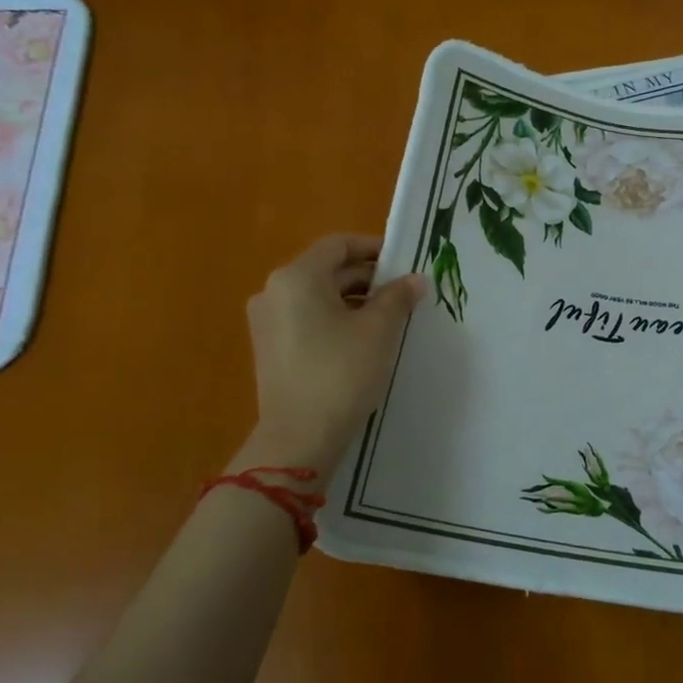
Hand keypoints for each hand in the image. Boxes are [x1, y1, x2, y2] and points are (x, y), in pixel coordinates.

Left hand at [241, 234, 425, 474]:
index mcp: (296, 278)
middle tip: (404, 291)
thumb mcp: (378, 330)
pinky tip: (363, 339)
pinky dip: (336, 319)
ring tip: (390, 317)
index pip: (338, 245)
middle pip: (327, 270)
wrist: (299, 437)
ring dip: (354, 299)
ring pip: (318, 296)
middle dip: (367, 277)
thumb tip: (415, 279)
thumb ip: (398, 297)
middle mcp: (274, 292)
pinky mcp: (270, 348)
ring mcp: (267, 321)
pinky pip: (307, 319)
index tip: (403, 261)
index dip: (373, 248)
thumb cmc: (341, 373)